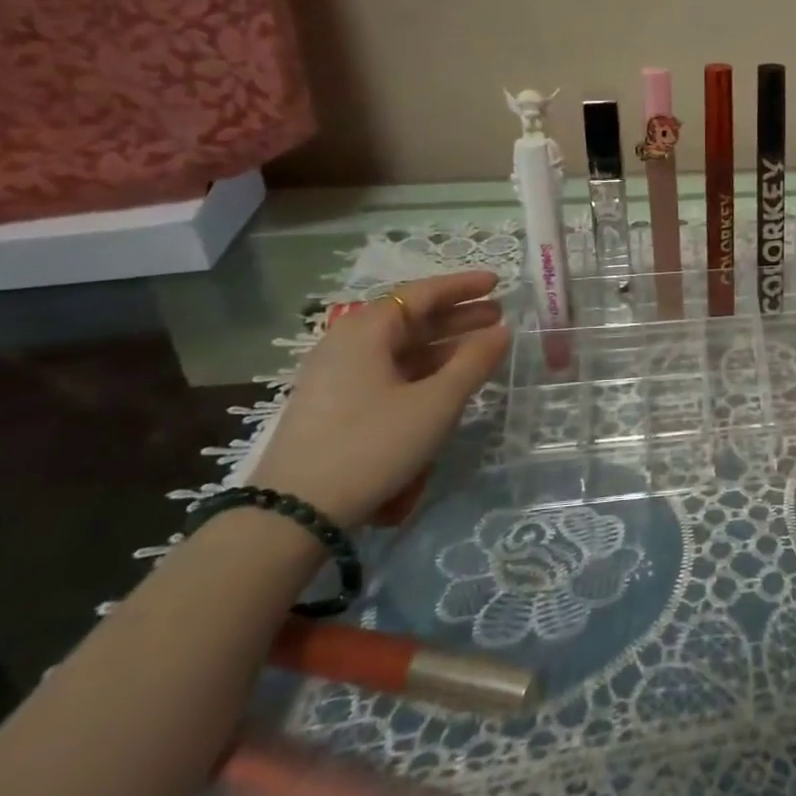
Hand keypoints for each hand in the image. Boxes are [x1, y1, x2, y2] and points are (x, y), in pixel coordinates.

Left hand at [250, 270, 509, 525]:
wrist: (295, 512)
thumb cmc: (372, 444)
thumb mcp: (436, 403)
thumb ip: (474, 362)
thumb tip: (501, 331)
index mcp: (365, 331)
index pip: (421, 293)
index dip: (463, 287)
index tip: (498, 283)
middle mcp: (347, 343)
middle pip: (410, 318)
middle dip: (458, 316)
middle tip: (499, 316)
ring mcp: (337, 375)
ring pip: (400, 348)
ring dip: (443, 345)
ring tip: (482, 348)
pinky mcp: (335, 404)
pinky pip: (388, 371)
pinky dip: (423, 368)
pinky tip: (447, 381)